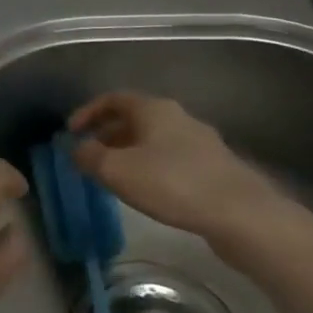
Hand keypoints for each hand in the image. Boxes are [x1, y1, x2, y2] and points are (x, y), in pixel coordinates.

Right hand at [69, 93, 290, 241]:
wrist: (241, 214)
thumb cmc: (172, 184)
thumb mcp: (117, 171)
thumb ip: (89, 157)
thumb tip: (77, 149)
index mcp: (154, 109)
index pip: (113, 99)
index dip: (88, 112)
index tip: (71, 132)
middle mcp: (178, 117)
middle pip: (135, 118)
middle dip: (108, 135)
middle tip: (89, 156)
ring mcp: (200, 142)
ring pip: (154, 139)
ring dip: (129, 152)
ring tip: (114, 176)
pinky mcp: (214, 167)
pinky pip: (171, 158)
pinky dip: (150, 166)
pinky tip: (147, 190)